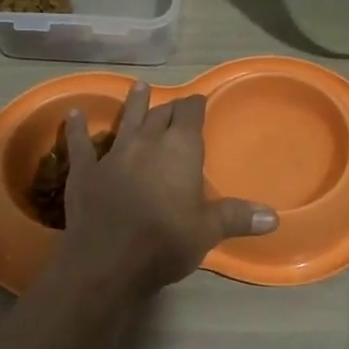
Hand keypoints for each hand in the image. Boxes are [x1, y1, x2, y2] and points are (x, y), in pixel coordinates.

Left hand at [53, 84, 278, 295]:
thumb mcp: (208, 231)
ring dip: (134, 104)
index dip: (195, 105)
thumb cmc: (165, 242)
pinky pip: (80, 143)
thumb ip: (237, 217)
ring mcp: (114, 153)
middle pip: (161, 115)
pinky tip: (73, 113)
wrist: (107, 261)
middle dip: (170, 107)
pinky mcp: (84, 170)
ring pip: (127, 120)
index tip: (199, 100)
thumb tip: (274, 217)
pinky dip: (77, 128)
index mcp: (180, 149)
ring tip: (139, 87)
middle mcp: (147, 142)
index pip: (190, 114)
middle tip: (175, 104)